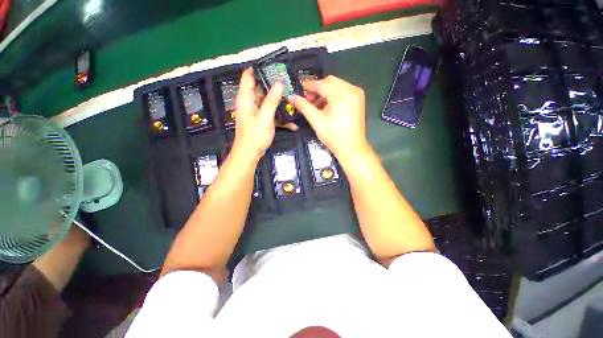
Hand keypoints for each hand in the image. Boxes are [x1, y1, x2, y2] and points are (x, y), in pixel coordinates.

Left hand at [232, 68, 283, 161]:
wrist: (250, 154)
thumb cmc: (255, 135)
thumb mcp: (264, 117)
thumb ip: (271, 100)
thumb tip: (279, 83)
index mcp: (246, 98)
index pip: (248, 77)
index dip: (258, 69)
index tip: (273, 65)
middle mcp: (250, 103)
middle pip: (260, 88)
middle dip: (273, 84)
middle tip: (288, 81)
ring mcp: (256, 112)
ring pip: (267, 102)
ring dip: (279, 101)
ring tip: (293, 98)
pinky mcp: (262, 121)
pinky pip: (271, 115)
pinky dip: (279, 117)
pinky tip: (292, 123)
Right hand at [288, 76, 368, 162]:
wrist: (351, 148)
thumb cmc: (333, 135)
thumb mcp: (316, 120)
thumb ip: (303, 106)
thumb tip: (291, 97)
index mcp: (341, 94)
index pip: (321, 84)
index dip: (308, 86)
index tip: (298, 89)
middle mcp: (351, 89)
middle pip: (330, 82)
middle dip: (317, 89)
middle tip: (307, 100)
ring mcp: (357, 94)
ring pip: (336, 86)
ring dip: (324, 93)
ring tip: (315, 106)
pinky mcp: (358, 100)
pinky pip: (343, 92)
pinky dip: (333, 96)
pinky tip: (326, 107)